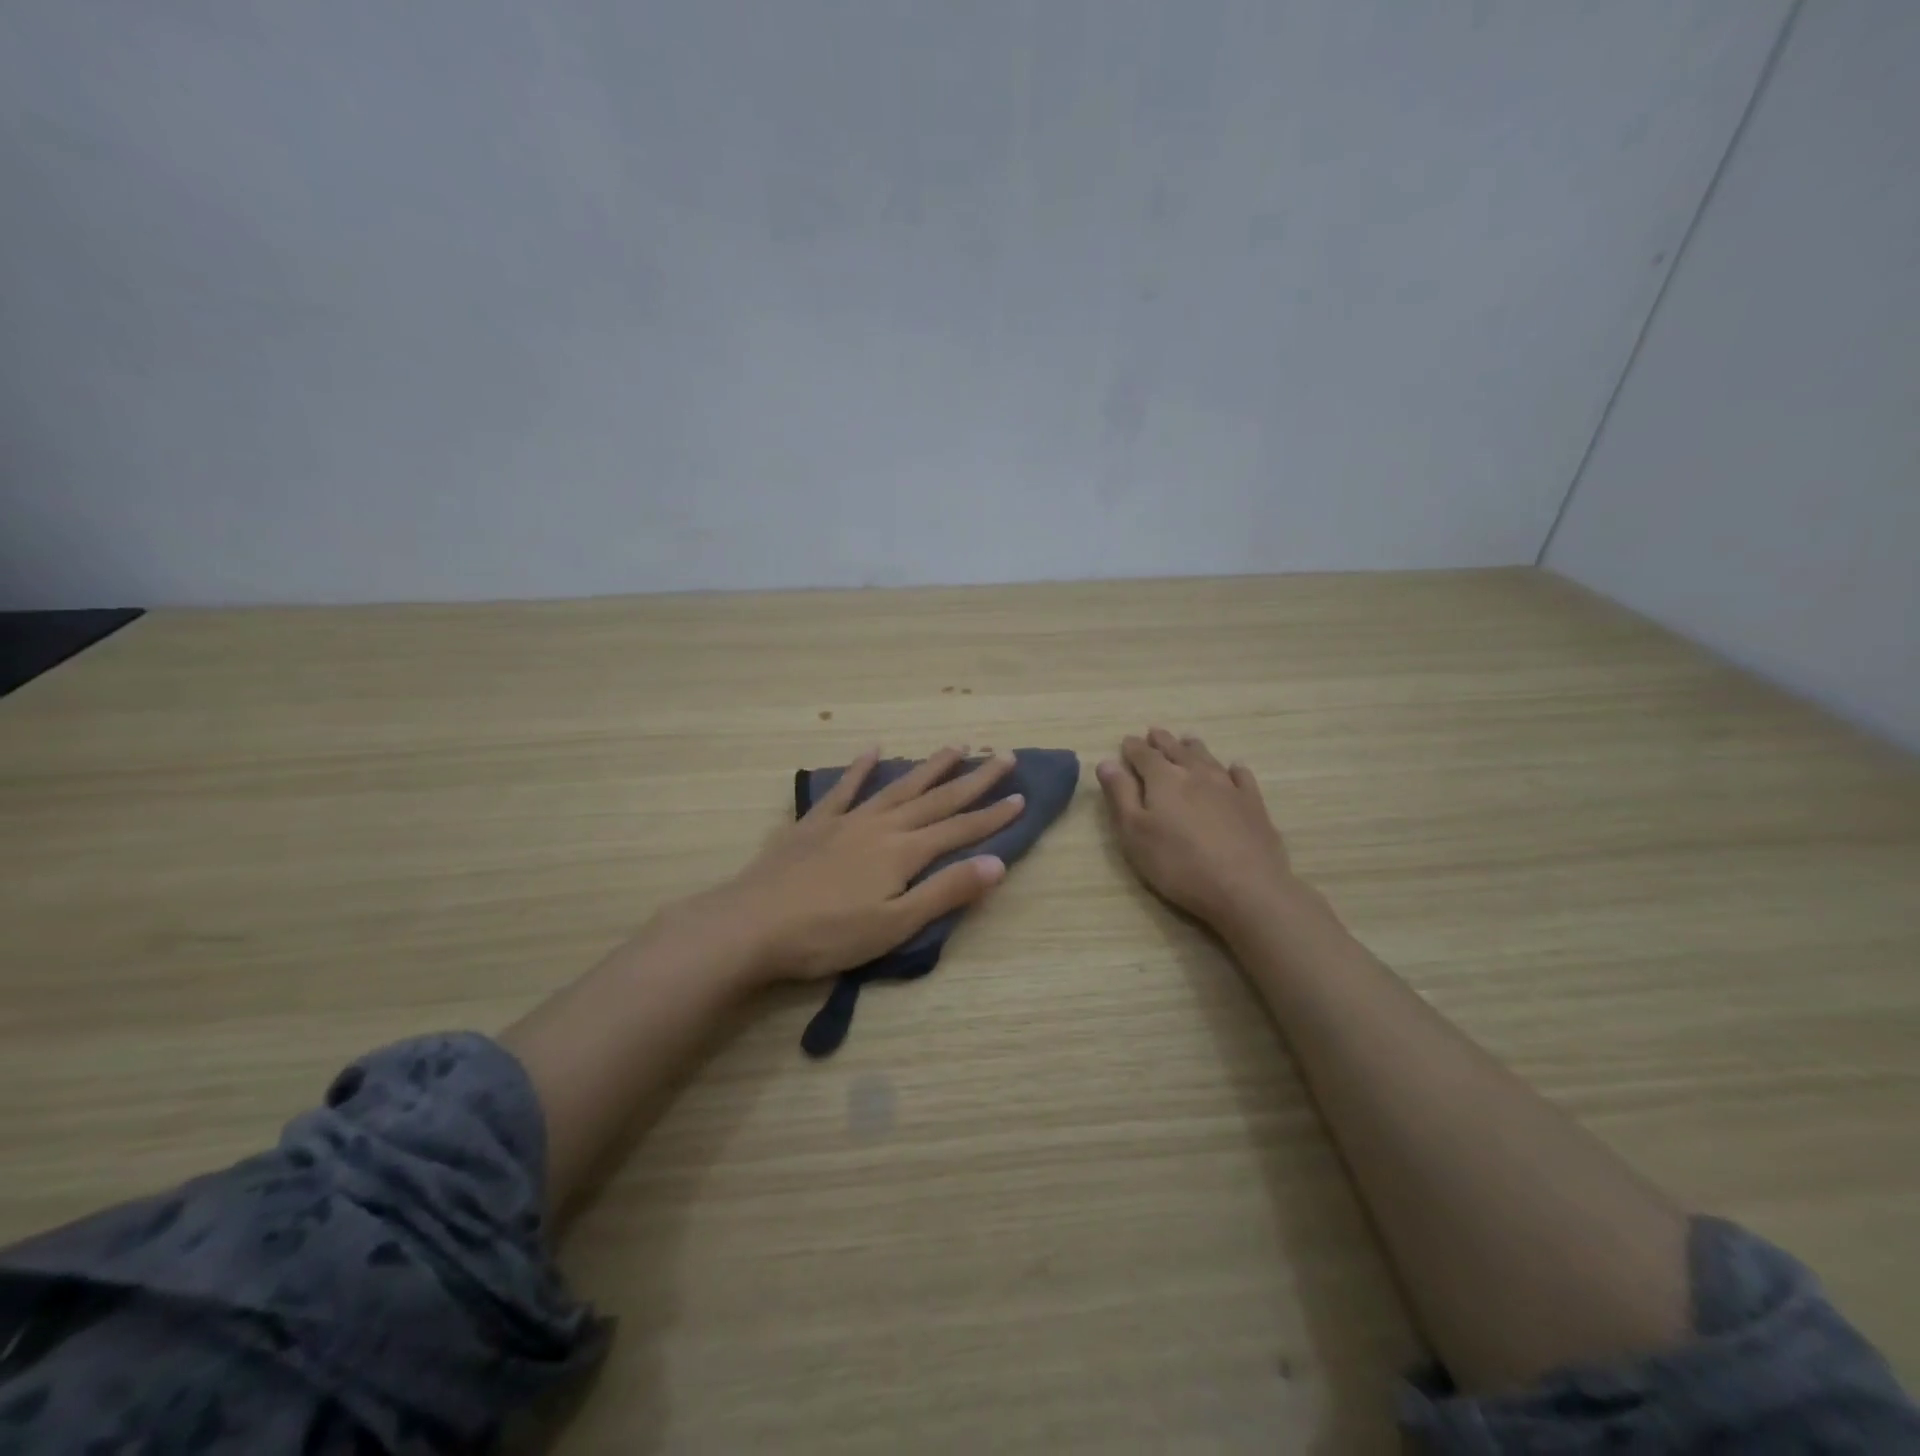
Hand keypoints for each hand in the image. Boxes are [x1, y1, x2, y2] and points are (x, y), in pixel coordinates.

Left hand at [703, 746, 1022, 983]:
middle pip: (936, 798)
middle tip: (1003, 756)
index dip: (993, 815)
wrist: (751, 925)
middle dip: (974, 779)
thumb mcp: (895, 925)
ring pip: (898, 786)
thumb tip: (998, 863)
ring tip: (955, 747)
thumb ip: (946, 892)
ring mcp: (846, 820)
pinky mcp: (814, 823)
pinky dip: (861, 768)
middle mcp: (881, 826)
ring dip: (929, 767)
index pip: (960, 829)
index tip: (1022, 796)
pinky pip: (844, 788)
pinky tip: (874, 750)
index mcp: (904, 852)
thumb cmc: (827, 935)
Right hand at [1097, 728, 1298, 932]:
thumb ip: (1120, 795)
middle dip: (1162, 741)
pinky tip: (1234, 769)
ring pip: (1208, 758)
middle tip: (1154, 733)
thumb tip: (1106, 762)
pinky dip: (1233, 769)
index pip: (1143, 755)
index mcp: (1163, 779)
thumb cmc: (1179, 863)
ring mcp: (1228, 787)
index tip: (1126, 741)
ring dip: (1194, 748)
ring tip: (1187, 740)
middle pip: (1176, 750)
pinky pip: (1242, 777)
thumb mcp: (1135, 833)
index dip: (1133, 747)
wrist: (1246, 887)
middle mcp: (1196, 773)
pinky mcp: (1253, 805)